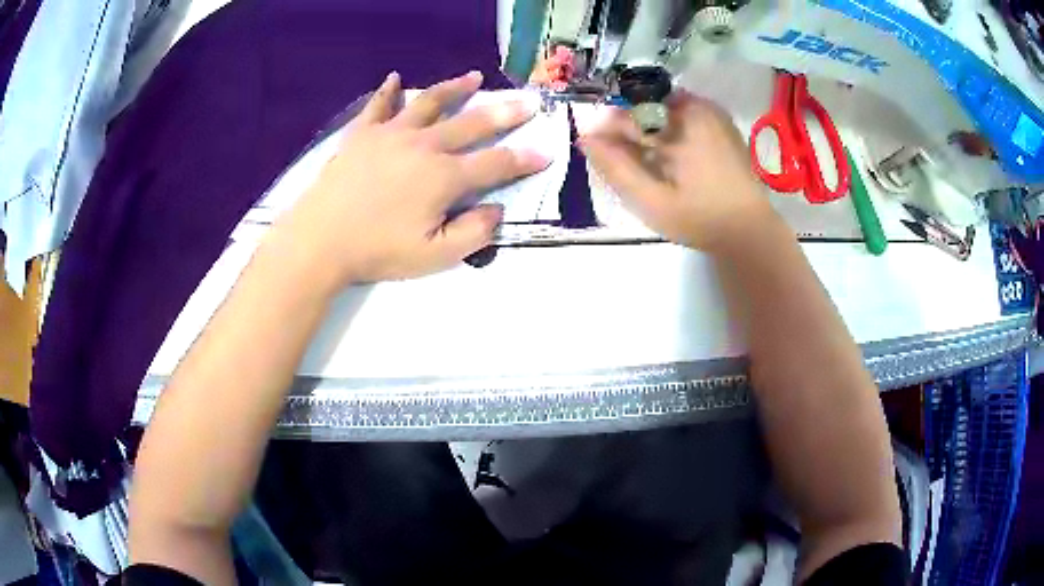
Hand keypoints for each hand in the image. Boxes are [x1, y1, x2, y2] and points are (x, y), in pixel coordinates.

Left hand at [267, 71, 547, 289]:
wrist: (320, 240)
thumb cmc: (377, 251)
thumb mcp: (434, 256)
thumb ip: (474, 233)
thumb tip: (497, 209)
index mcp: (445, 177)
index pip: (496, 164)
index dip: (524, 159)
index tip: (546, 151)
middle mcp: (425, 146)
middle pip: (473, 123)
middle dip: (505, 113)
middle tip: (527, 102)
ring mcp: (392, 134)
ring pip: (431, 104)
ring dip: (456, 89)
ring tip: (474, 77)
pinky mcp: (362, 134)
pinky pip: (379, 106)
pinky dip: (388, 91)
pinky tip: (396, 78)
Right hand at [580, 91, 782, 253]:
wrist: (750, 231)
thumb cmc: (701, 219)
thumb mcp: (652, 200)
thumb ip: (616, 168)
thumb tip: (585, 139)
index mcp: (683, 122)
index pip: (629, 113)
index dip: (608, 132)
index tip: (597, 152)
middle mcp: (698, 107)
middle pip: (646, 108)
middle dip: (629, 133)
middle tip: (624, 165)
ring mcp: (713, 114)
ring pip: (663, 112)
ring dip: (648, 133)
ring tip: (647, 166)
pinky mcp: (721, 124)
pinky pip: (682, 117)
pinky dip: (668, 133)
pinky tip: (669, 160)